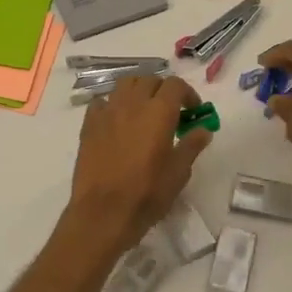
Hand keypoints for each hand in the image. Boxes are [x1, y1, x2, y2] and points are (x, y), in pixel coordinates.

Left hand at [66, 74, 212, 250]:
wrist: (104, 211)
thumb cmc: (147, 193)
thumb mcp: (178, 172)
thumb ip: (192, 145)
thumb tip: (203, 129)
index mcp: (158, 112)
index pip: (175, 85)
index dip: (187, 93)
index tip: (193, 111)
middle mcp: (132, 103)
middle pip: (149, 79)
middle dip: (163, 90)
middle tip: (170, 111)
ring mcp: (107, 112)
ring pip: (124, 85)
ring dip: (138, 91)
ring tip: (143, 111)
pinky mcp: (88, 124)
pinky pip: (101, 102)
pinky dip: (112, 104)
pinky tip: (117, 121)